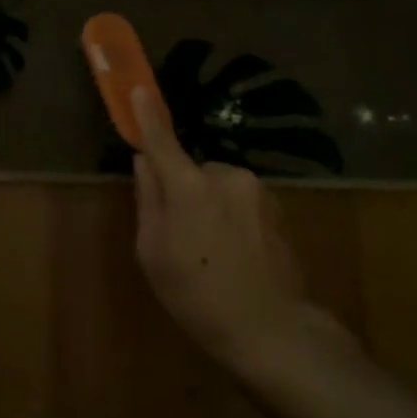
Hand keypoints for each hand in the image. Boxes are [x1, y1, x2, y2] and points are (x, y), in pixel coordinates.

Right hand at [130, 87, 341, 374]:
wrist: (272, 329)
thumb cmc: (198, 296)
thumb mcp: (153, 253)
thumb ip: (148, 200)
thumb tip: (145, 163)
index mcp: (190, 186)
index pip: (162, 141)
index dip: (147, 116)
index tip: (138, 88)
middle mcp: (227, 176)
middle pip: (191, 171)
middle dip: (182, 190)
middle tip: (178, 234)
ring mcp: (258, 190)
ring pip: (218, 186)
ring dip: (209, 205)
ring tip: (211, 252)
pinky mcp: (278, 207)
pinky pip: (240, 200)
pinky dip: (230, 216)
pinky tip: (234, 254)